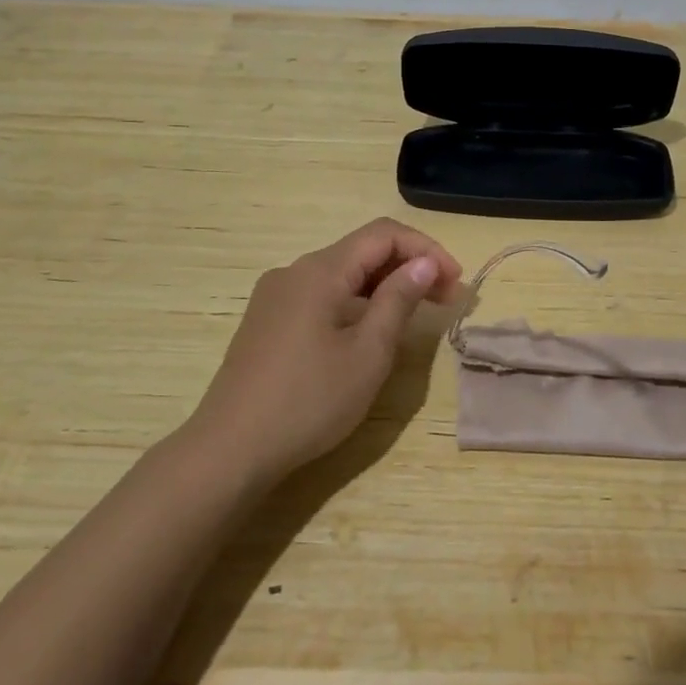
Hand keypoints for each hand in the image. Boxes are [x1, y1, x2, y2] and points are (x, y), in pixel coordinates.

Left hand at [189, 218, 461, 487]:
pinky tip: (369, 330)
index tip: (455, 283)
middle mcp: (295, 271)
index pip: (384, 234)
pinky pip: (321, 295)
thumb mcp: (368, 353)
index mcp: (320, 271)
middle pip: (362, 251)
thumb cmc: (309, 401)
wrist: (230, 450)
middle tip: (446, 300)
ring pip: (342, 274)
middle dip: (409, 267)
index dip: (426, 250)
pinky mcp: (267, 321)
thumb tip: (423, 264)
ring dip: (383, 286)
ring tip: (415, 316)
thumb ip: (398, 300)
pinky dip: (355, 302)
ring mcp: (276, 296)